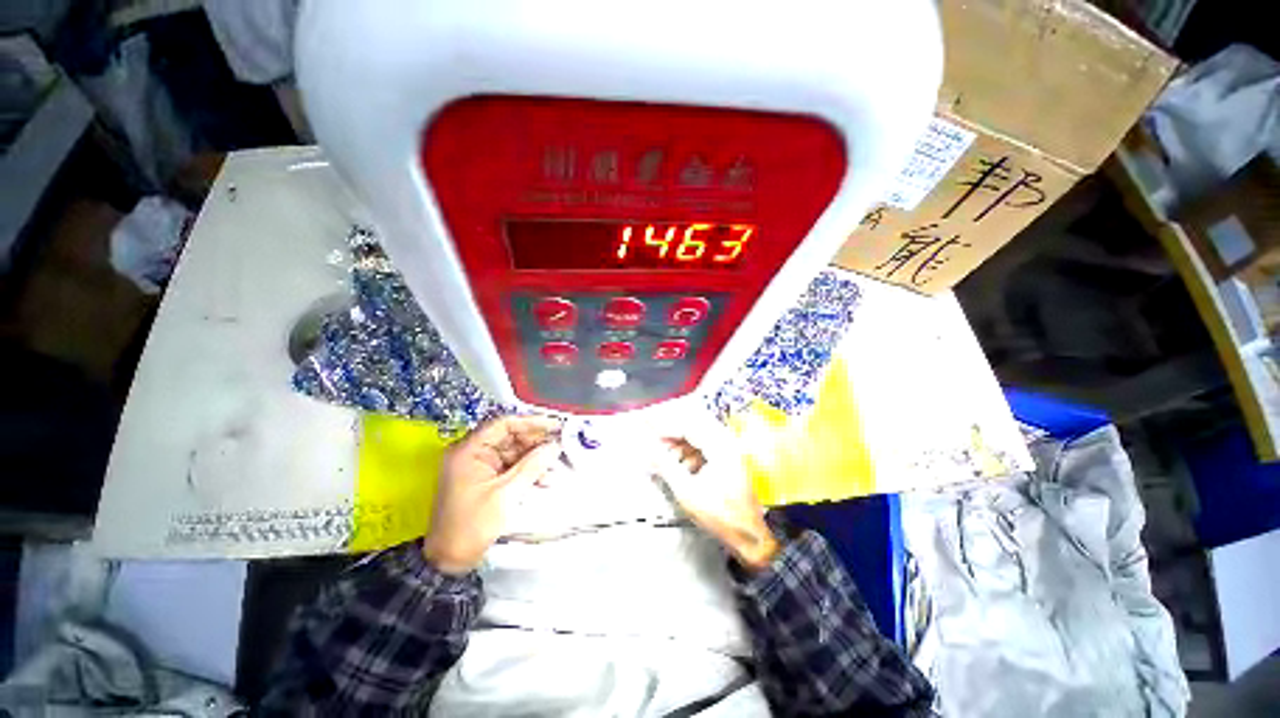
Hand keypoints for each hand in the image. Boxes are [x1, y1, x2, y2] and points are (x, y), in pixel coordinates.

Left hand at [423, 415, 560, 573]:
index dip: (531, 422)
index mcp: (469, 451)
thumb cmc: (472, 525)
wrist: (450, 560)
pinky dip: (529, 470)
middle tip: (560, 445)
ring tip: (556, 466)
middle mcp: (473, 453)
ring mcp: (480, 466)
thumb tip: (555, 446)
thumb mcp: (505, 494)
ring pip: (514, 452)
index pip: (503, 424)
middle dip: (536, 442)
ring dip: (535, 458)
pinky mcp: (487, 479)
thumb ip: (532, 466)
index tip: (555, 426)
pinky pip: (512, 466)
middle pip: (510, 437)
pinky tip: (545, 479)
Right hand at [653, 428, 779, 570]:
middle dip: (673, 437)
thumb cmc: (721, 516)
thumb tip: (648, 451)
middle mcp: (727, 444)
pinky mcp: (730, 460)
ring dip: (681, 446)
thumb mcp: (686, 491)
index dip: (666, 429)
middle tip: (656, 446)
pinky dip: (691, 454)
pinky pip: (706, 448)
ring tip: (667, 459)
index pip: (688, 427)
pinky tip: (682, 467)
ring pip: (699, 439)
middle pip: (694, 430)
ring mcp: (730, 451)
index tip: (650, 434)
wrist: (748, 535)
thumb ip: (665, 466)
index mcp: (720, 447)